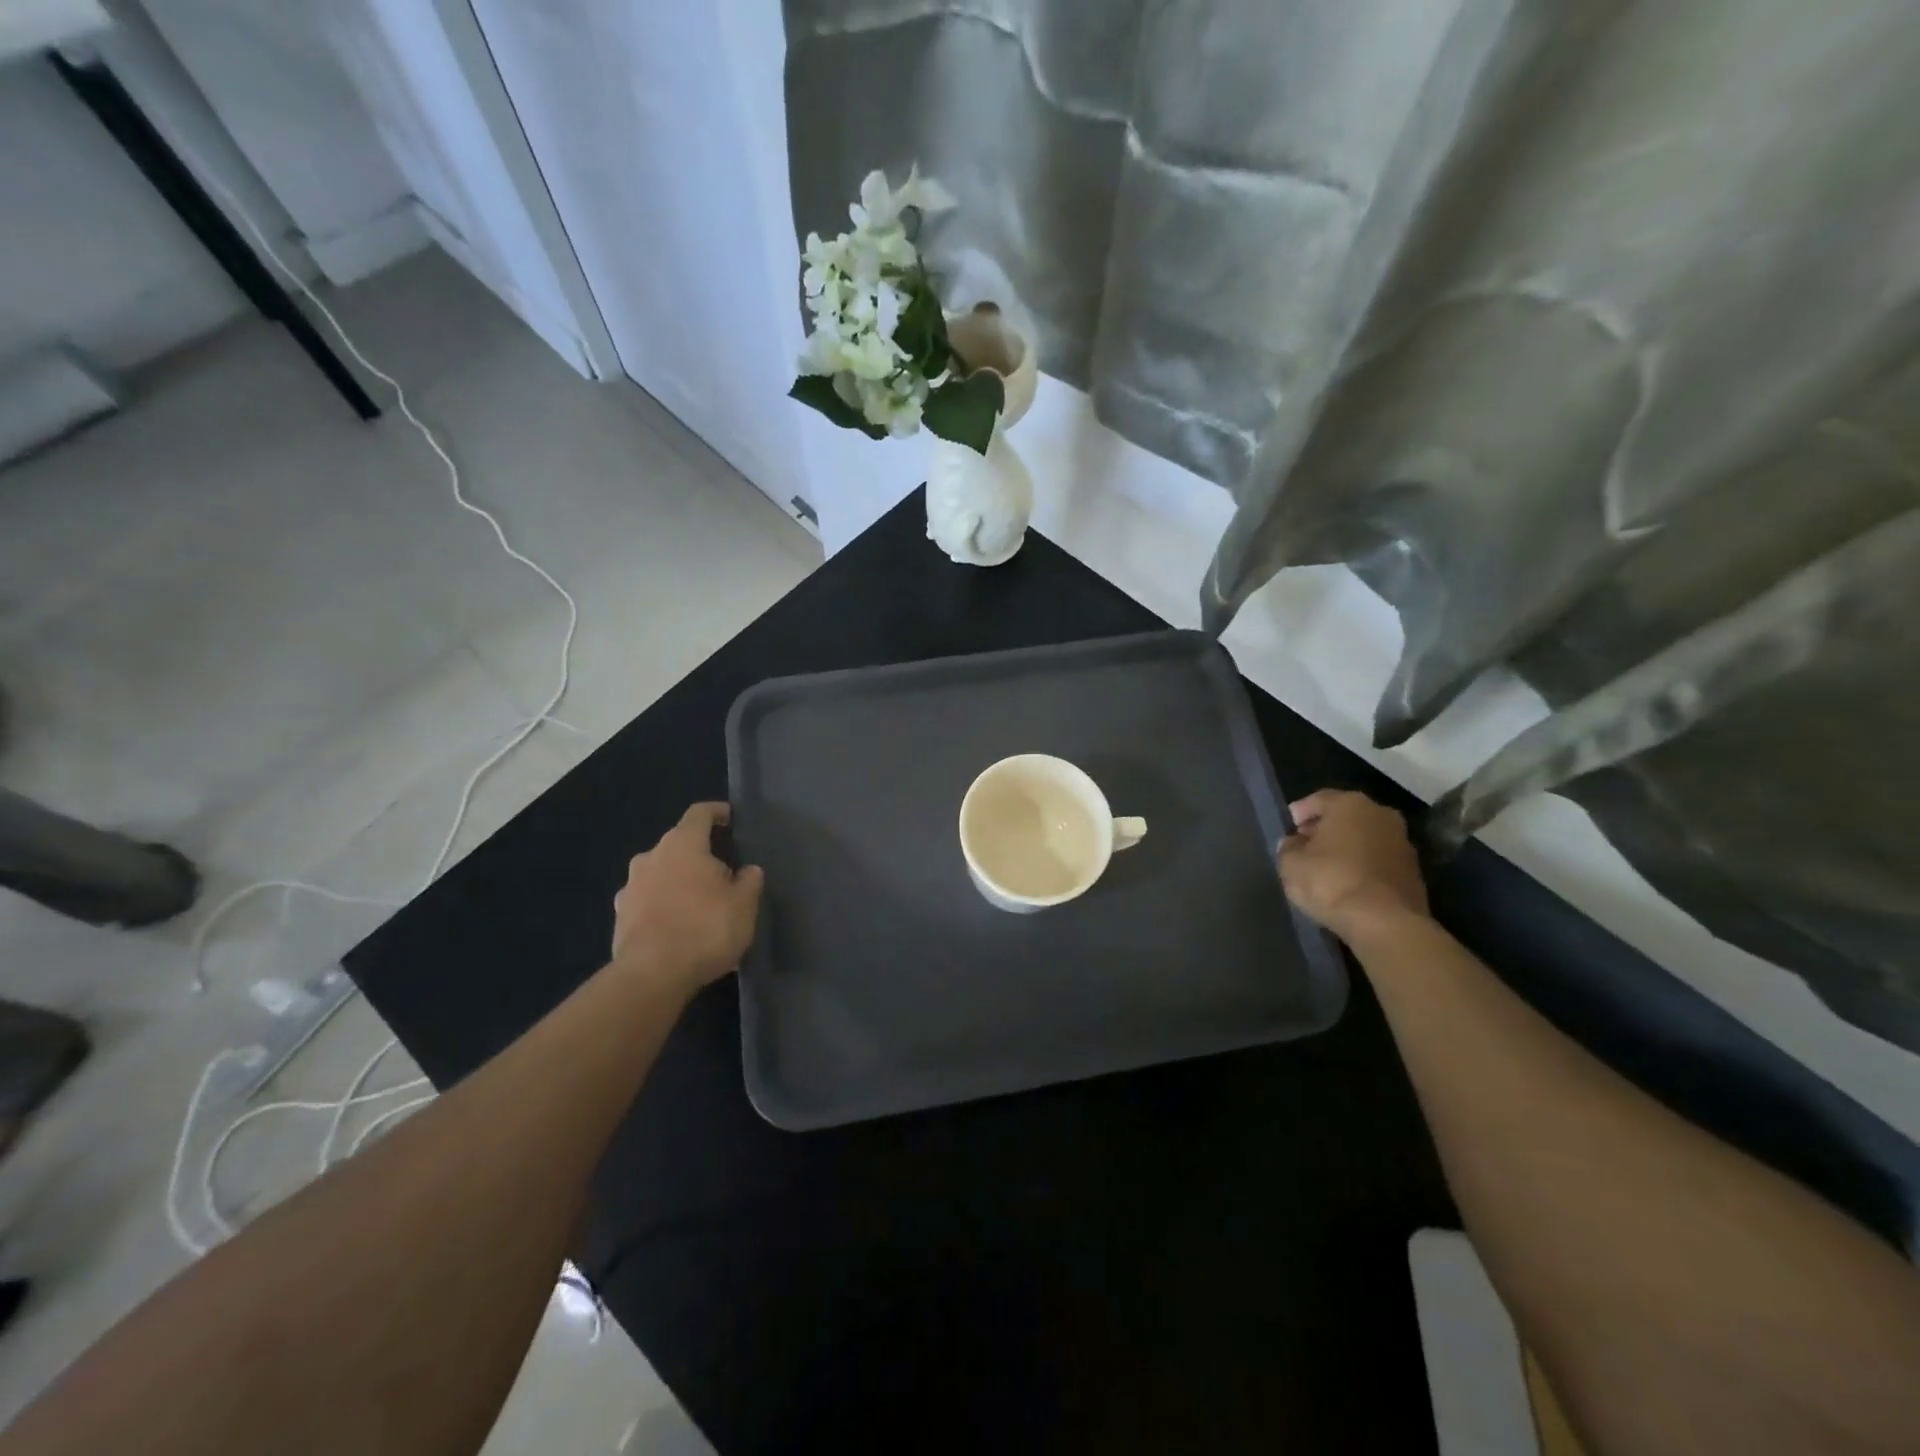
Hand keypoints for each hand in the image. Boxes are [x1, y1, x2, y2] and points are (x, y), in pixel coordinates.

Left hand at [611, 803, 763, 991]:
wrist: (652, 976)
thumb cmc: (705, 929)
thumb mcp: (744, 905)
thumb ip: (749, 881)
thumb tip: (748, 870)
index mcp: (682, 844)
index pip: (700, 813)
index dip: (717, 812)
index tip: (730, 818)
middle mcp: (651, 857)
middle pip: (679, 846)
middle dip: (700, 857)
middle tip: (723, 876)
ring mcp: (630, 888)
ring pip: (661, 875)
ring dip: (679, 883)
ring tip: (700, 907)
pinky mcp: (620, 918)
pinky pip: (648, 903)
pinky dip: (663, 908)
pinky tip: (679, 930)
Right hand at [1278, 789, 1429, 942]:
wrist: (1385, 922)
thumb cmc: (1330, 882)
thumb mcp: (1290, 864)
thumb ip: (1288, 847)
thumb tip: (1294, 843)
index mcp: (1349, 804)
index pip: (1318, 799)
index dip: (1300, 813)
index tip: (1289, 828)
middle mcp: (1380, 814)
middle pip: (1345, 816)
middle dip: (1325, 828)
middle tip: (1306, 846)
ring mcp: (1402, 842)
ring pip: (1365, 837)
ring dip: (1347, 847)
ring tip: (1327, 867)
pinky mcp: (1414, 870)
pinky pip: (1379, 859)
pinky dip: (1363, 865)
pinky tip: (1348, 882)